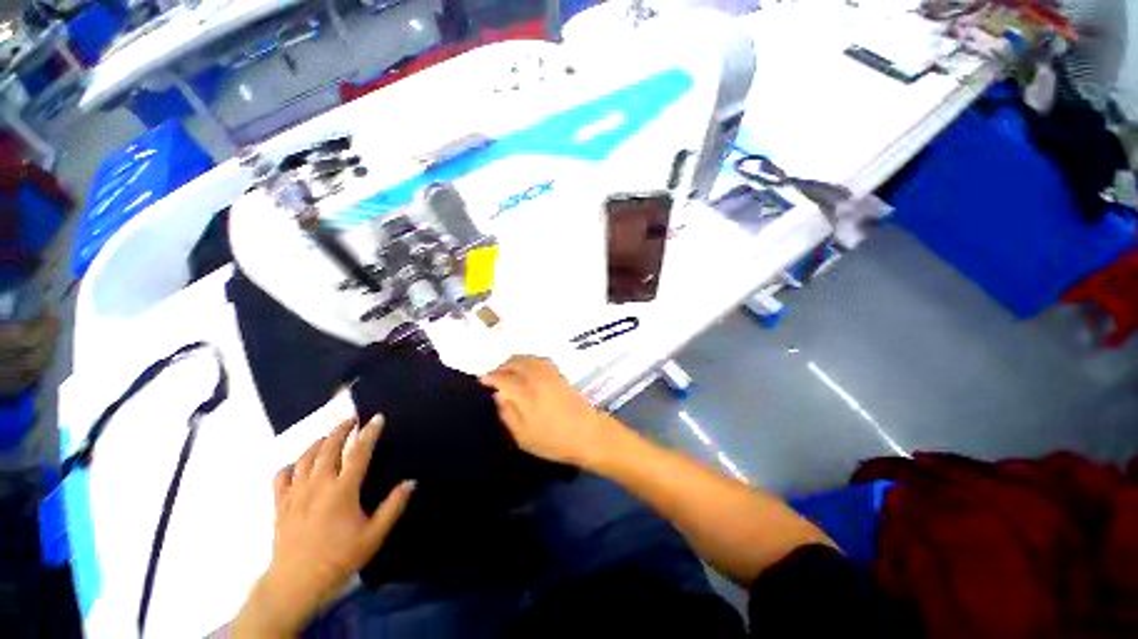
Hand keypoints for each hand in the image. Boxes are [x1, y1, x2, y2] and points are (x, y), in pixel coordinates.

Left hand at [234, 416, 414, 636]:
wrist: (295, 583)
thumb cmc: (339, 558)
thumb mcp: (374, 536)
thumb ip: (393, 507)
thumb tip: (411, 482)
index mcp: (342, 491)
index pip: (358, 453)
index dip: (369, 433)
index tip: (376, 418)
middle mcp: (318, 486)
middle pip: (328, 448)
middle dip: (341, 430)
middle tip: (351, 419)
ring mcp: (296, 494)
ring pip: (305, 458)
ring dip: (318, 442)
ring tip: (328, 435)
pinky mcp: (280, 505)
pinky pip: (282, 477)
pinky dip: (291, 465)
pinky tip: (298, 464)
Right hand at [481, 355, 620, 469]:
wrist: (588, 434)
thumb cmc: (554, 440)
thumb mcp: (523, 436)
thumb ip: (507, 413)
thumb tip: (498, 395)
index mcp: (526, 393)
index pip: (503, 378)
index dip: (490, 377)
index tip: (482, 381)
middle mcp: (537, 377)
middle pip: (515, 363)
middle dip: (501, 367)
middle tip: (493, 376)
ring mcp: (550, 373)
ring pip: (527, 358)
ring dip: (514, 361)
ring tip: (506, 370)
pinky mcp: (560, 374)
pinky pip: (539, 359)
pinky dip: (528, 359)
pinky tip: (526, 367)